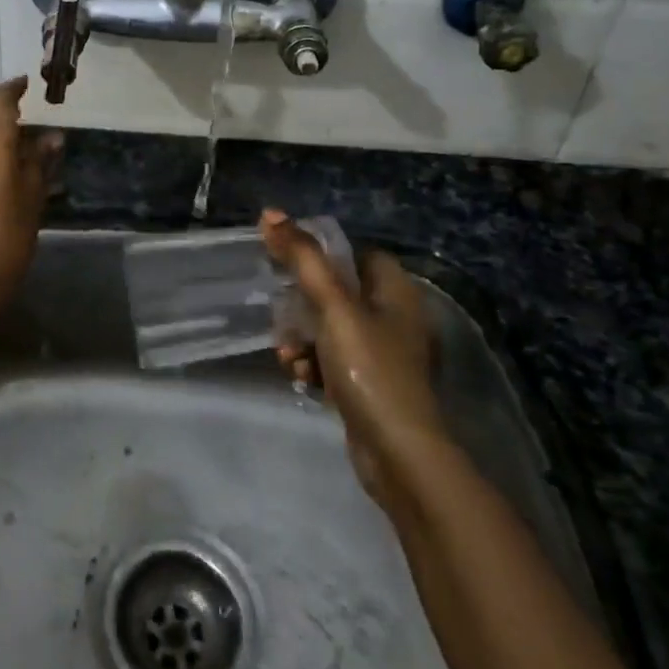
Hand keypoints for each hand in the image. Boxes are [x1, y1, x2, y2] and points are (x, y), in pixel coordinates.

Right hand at [260, 210, 446, 509]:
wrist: (398, 455)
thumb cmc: (370, 369)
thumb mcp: (333, 307)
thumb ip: (303, 259)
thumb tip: (270, 213)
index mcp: (395, 291)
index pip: (354, 253)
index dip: (320, 254)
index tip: (286, 262)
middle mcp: (393, 317)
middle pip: (335, 291)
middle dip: (300, 305)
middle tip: (281, 316)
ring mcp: (382, 354)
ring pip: (328, 327)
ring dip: (301, 337)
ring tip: (289, 354)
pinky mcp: (369, 384)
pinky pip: (332, 359)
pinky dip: (313, 364)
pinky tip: (300, 377)